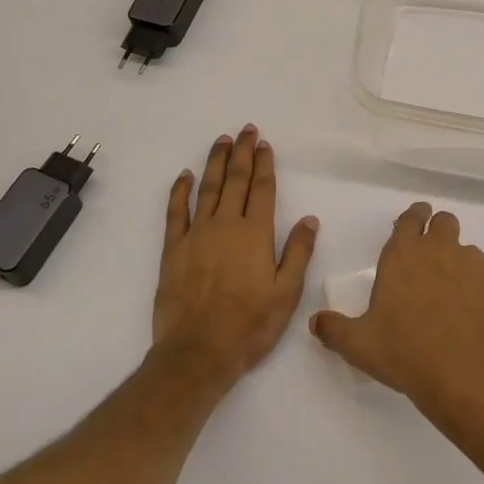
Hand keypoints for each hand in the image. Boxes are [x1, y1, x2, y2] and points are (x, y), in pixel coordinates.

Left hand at [152, 125, 317, 388]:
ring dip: (215, 162)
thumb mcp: (286, 294)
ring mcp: (197, 234)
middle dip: (242, 153)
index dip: (264, 164)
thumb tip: (310, 219)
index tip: (265, 144)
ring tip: (221, 141)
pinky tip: (185, 176)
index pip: (262, 189)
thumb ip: (298, 253)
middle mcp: (226, 225)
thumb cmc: (249, 326)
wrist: (197, 353)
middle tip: (246, 130)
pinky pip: (175, 212)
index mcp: (255, 234)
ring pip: (207, 188)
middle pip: (235, 180)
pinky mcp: (173, 249)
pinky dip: (180, 191)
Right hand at [308, 202, 483, 420]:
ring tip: (455, 296)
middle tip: (433, 259)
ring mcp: (472, 262)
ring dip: (460, 264)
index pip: (410, 217)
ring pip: (468, 249)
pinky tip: (477, 315)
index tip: (413, 225)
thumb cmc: (404, 351)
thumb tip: (315, 322)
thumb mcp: (358, 345)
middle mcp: (438, 248)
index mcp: (402, 254)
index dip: (413, 218)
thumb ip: (334, 329)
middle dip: (439, 232)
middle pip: (444, 222)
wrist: (463, 370)